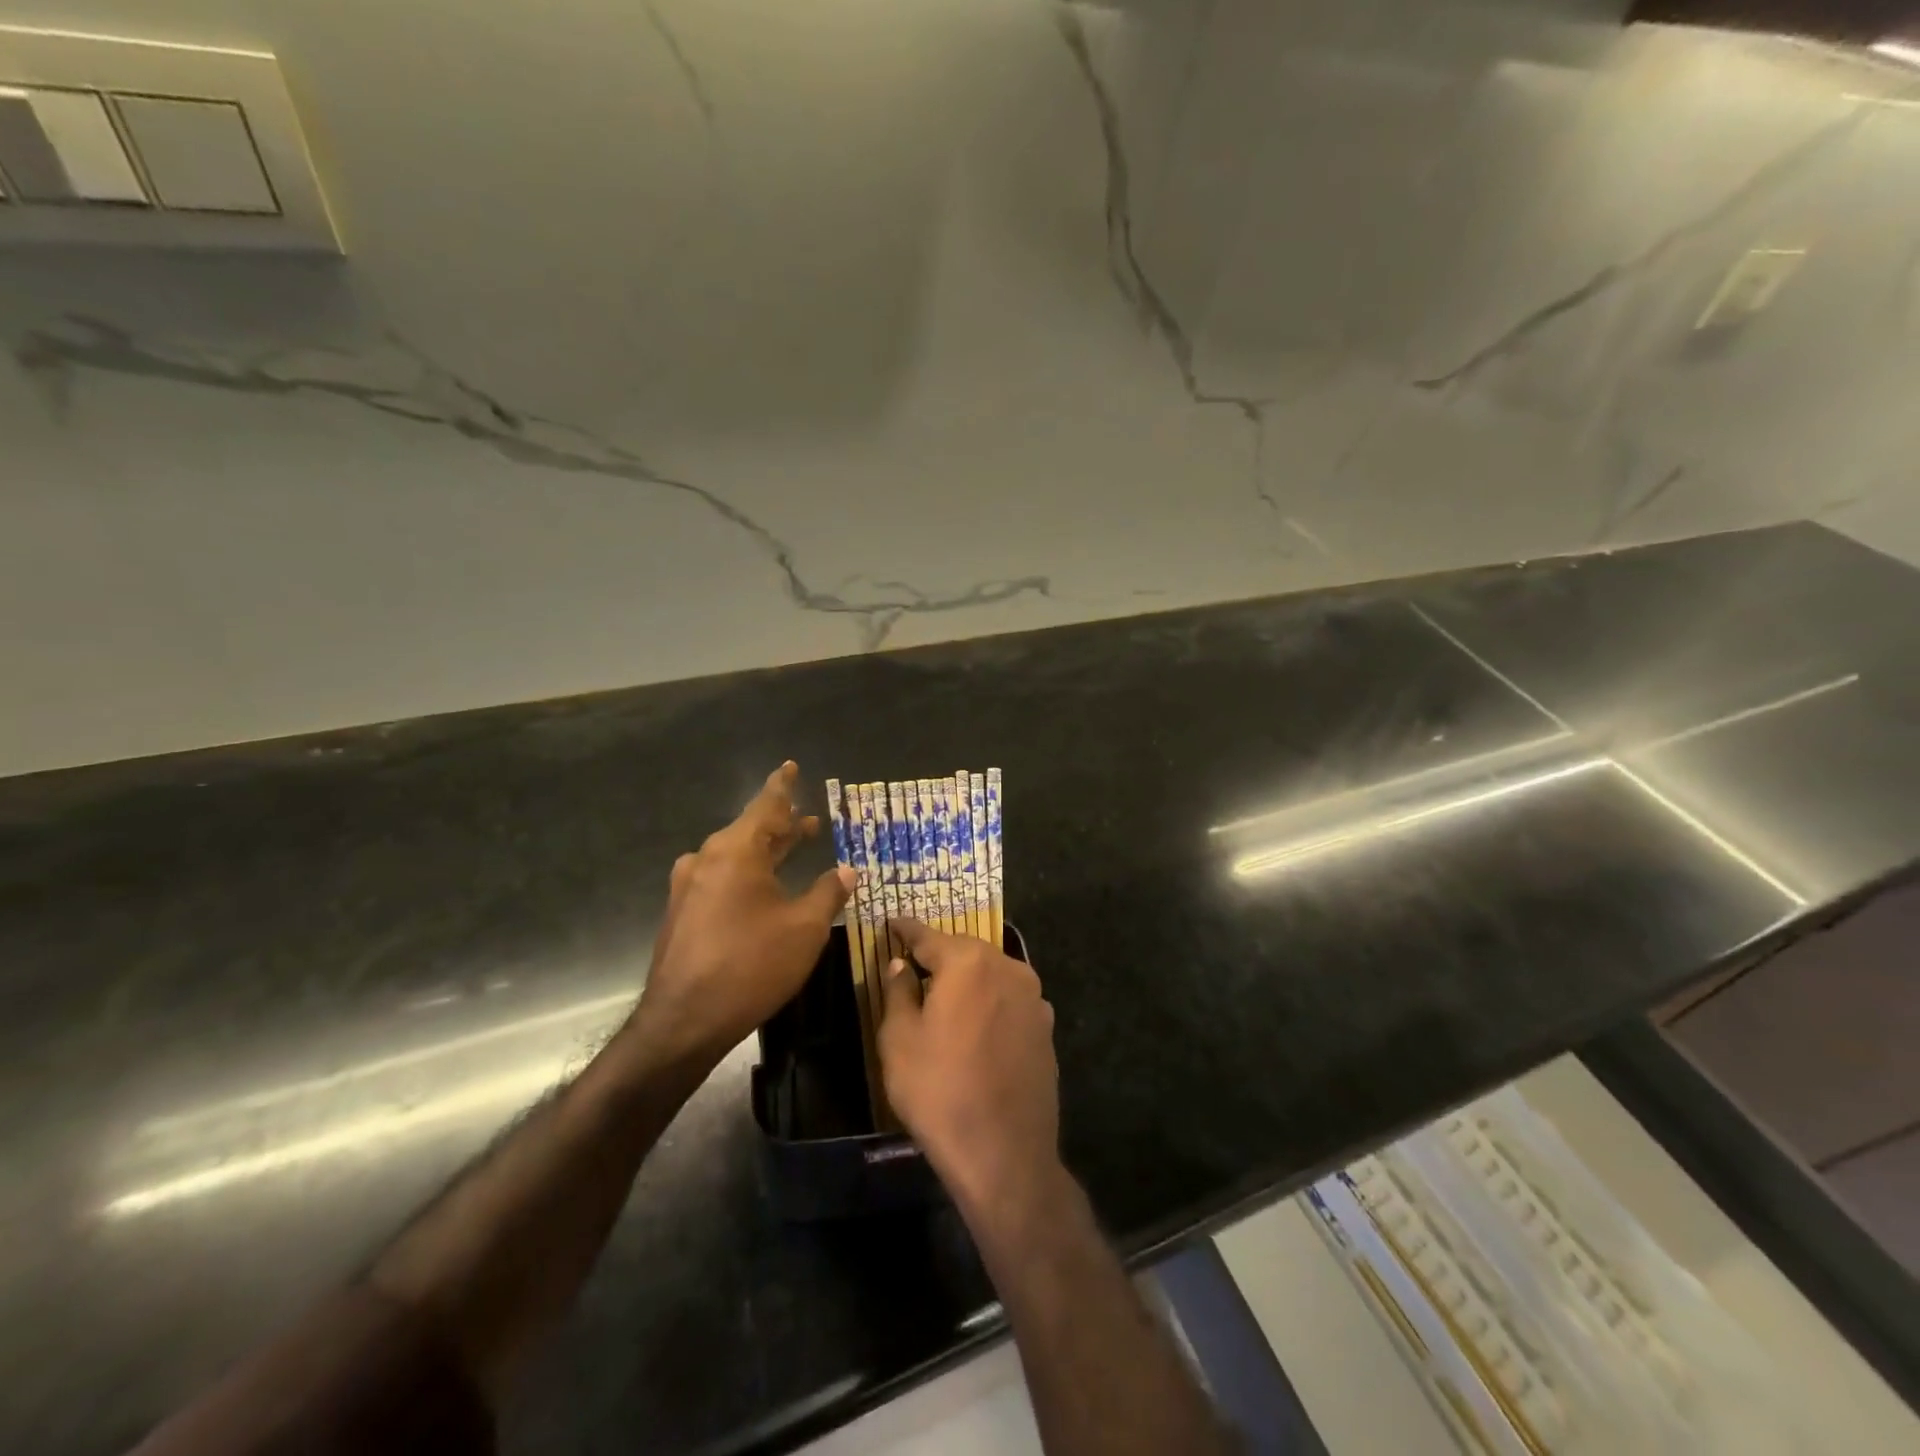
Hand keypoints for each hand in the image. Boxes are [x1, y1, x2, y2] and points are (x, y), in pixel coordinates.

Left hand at [630, 762, 853, 1069]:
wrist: (682, 1021)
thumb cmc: (751, 966)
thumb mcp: (804, 928)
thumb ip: (828, 892)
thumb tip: (847, 870)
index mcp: (737, 851)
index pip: (766, 806)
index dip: (783, 786)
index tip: (790, 766)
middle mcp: (708, 859)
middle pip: (751, 830)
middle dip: (782, 826)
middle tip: (809, 821)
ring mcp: (689, 886)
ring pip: (736, 856)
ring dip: (766, 851)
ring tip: (792, 849)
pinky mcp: (682, 912)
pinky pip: (721, 878)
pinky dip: (747, 873)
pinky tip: (763, 890)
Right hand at [879, 918, 1061, 1220]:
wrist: (1005, 1153)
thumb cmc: (940, 1091)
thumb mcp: (899, 1040)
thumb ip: (898, 991)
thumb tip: (900, 964)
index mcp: (968, 962)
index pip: (927, 936)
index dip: (905, 930)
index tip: (891, 922)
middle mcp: (1007, 967)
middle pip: (964, 950)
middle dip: (939, 953)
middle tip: (913, 961)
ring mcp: (1033, 997)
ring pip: (990, 973)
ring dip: (967, 978)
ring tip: (944, 993)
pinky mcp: (1046, 1027)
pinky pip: (1009, 999)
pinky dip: (989, 1001)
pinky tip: (976, 1024)